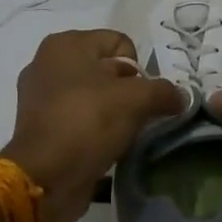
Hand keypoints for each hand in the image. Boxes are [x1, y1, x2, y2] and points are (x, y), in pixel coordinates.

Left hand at [1, 29, 186, 221]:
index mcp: (65, 44)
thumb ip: (164, 91)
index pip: (120, 43)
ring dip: (113, 113)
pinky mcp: (40, 126)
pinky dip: (95, 129)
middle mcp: (48, 63)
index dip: (139, 69)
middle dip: (128, 92)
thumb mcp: (136, 100)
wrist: (44, 178)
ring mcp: (40, 96)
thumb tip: (181, 97)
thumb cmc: (87, 123)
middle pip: (107, 69)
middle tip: (137, 117)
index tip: (142, 97)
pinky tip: (105, 146)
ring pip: (94, 96)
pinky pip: (80, 118)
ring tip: (122, 135)